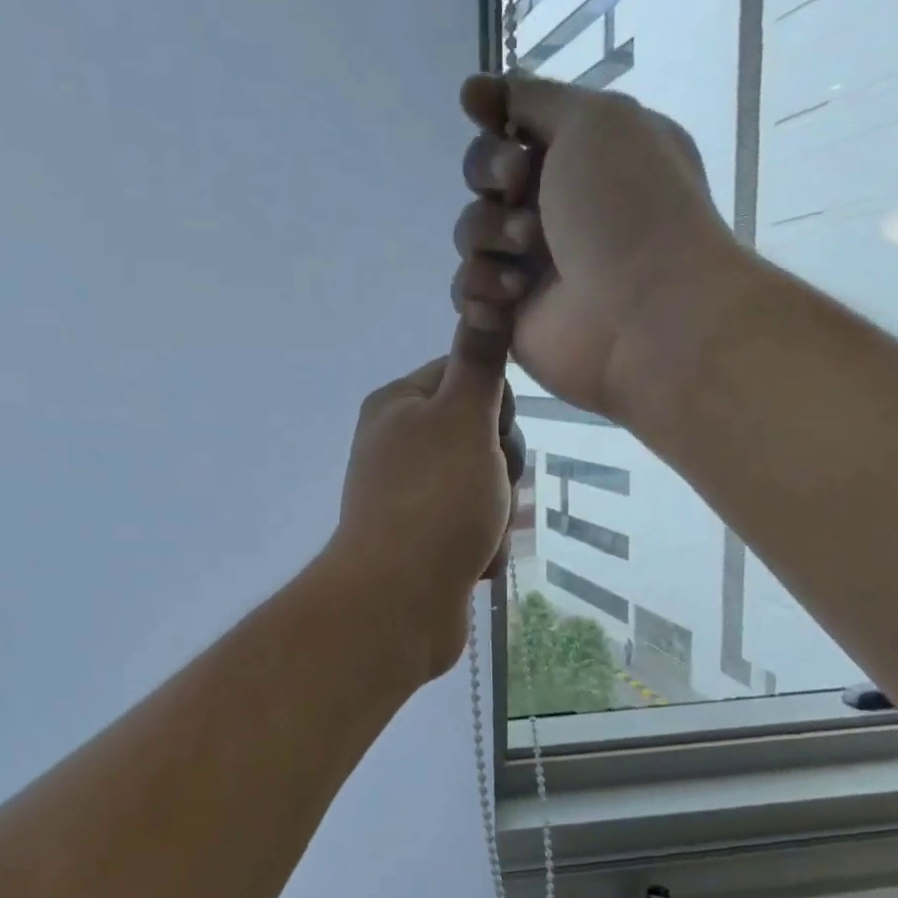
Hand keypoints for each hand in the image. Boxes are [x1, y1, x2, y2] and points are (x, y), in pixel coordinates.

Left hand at [326, 323, 525, 679]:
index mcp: (397, 405)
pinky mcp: (421, 539)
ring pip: (485, 484)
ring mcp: (408, 495)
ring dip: (496, 510)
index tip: (493, 436)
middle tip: (489, 492)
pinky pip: (473, 527)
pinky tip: (474, 562)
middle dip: (500, 468)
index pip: (468, 376)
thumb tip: (486, 296)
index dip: (497, 408)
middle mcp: (397, 444)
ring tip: (480, 534)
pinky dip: (481, 544)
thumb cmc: (434, 499)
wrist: (397, 602)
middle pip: (482, 435)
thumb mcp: (463, 418)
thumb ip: (479, 360)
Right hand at [451, 72, 742, 420]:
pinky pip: (468, 291)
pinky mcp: (512, 314)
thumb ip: (533, 98)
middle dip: (489, 179)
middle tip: (516, 192)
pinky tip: (509, 302)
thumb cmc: (628, 207)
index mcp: (585, 157)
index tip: (488, 118)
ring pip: (470, 235)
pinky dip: (481, 292)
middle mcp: (558, 207)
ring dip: (488, 240)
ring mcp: (533, 264)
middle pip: (483, 179)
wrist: (644, 314)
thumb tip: (473, 89)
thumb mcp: (594, 121)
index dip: (495, 125)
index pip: (514, 129)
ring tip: (525, 263)